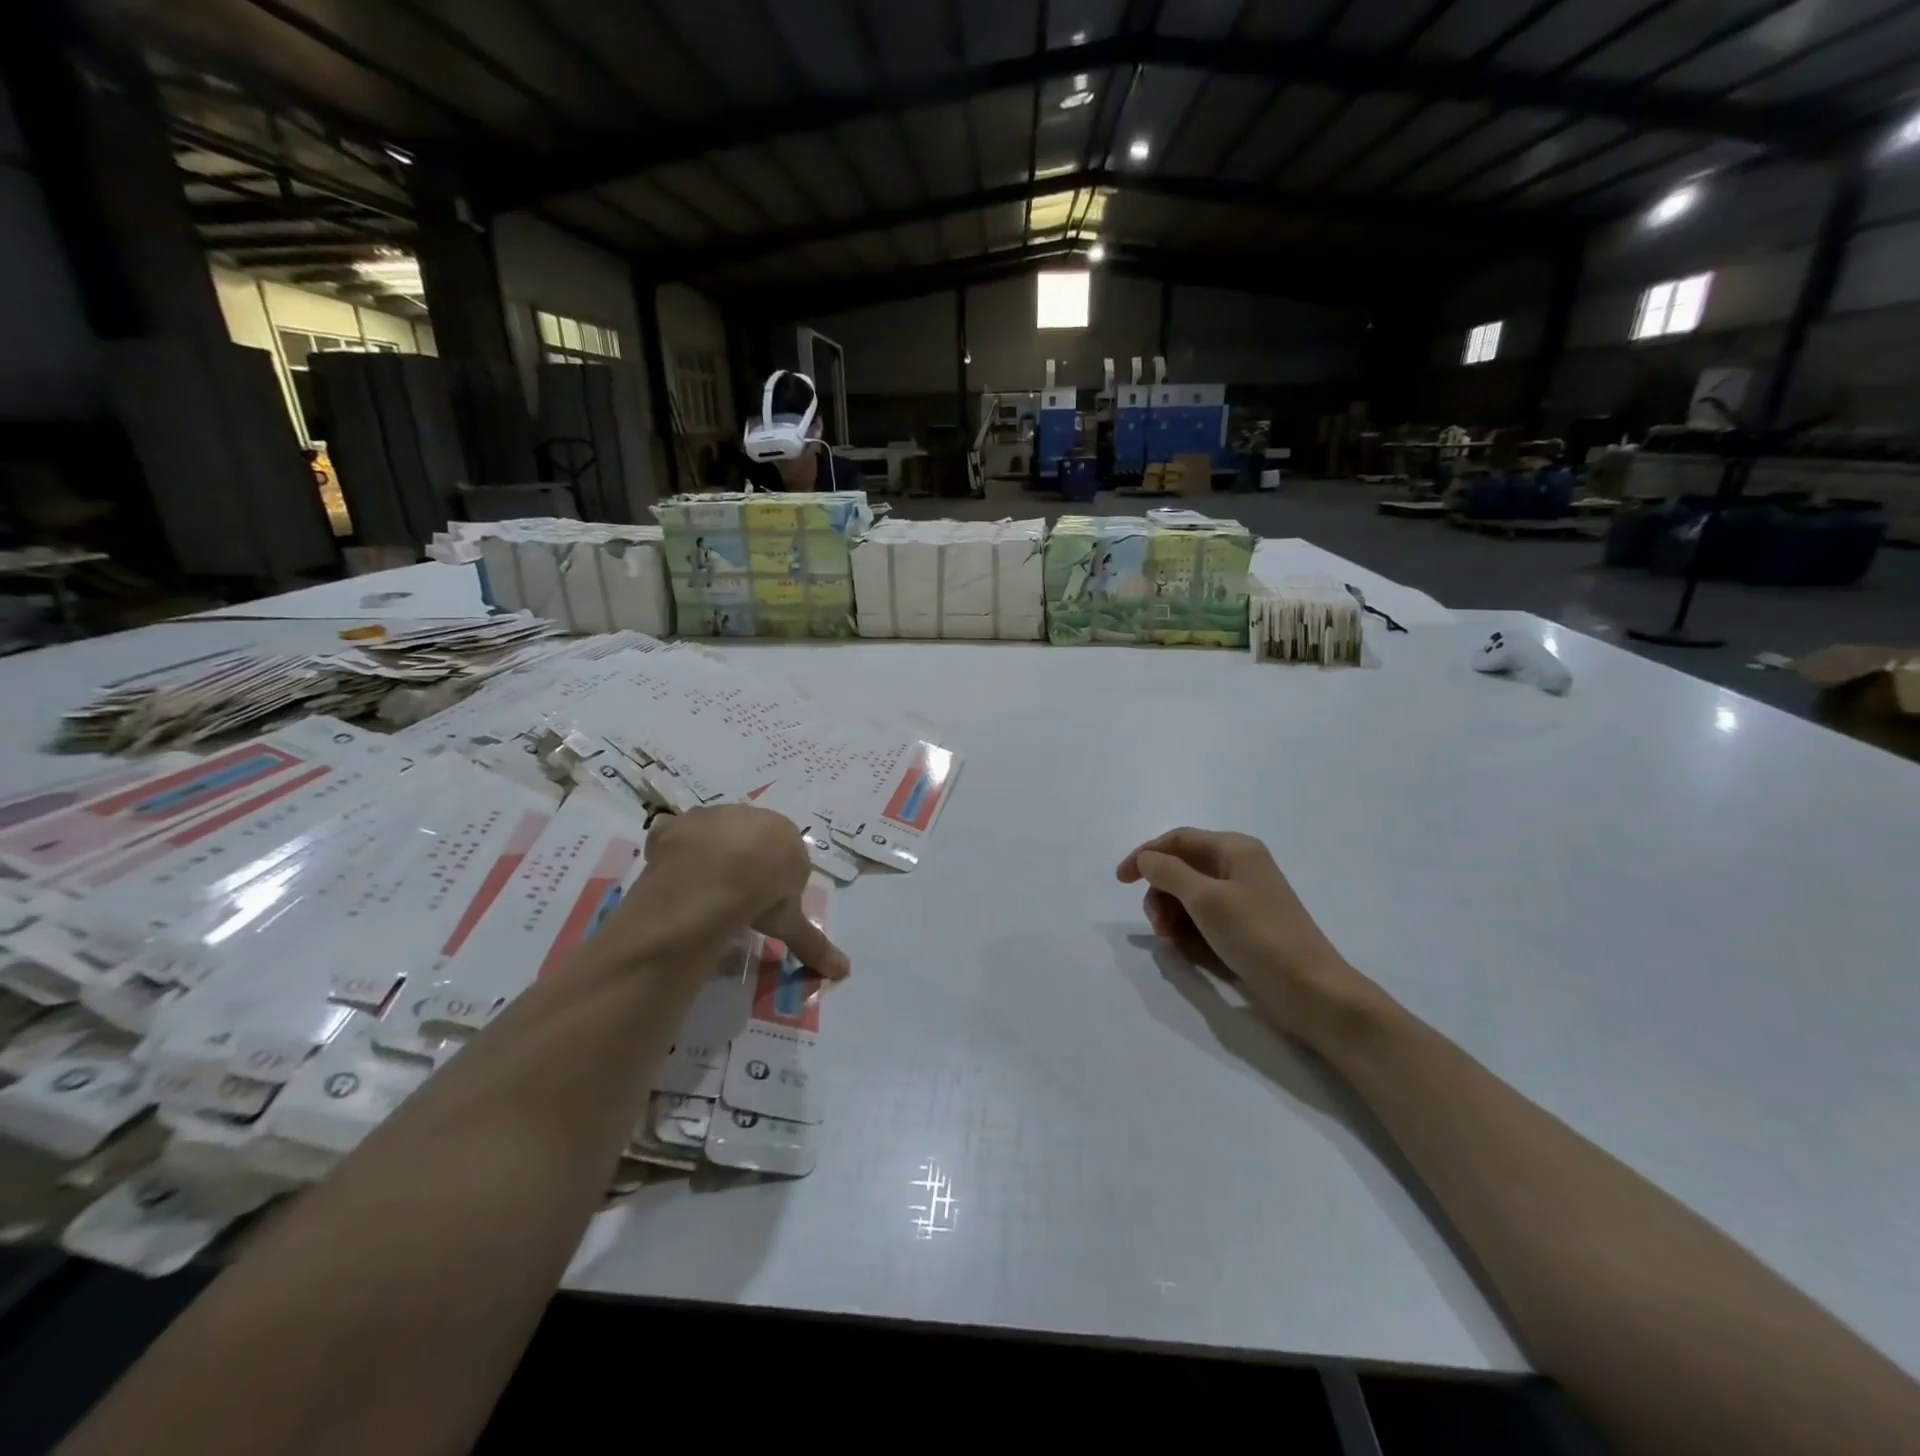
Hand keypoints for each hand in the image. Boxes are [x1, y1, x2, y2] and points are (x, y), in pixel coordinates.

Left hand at [642, 805, 849, 979]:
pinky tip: (672, 877)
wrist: (713, 877)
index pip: (784, 854)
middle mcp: (749, 815)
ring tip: (701, 890)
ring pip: (712, 835)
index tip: (765, 903)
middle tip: (734, 897)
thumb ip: (814, 943)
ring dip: (709, 856)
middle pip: (748, 839)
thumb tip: (844, 971)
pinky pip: (674, 836)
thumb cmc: (762, 894)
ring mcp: (710, 816)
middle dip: (743, 863)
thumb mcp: (789, 922)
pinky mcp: (676, 824)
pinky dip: (673, 852)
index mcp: (784, 833)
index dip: (774, 880)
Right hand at [1116, 827, 1369, 1039]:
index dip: (1145, 855)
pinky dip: (1190, 930)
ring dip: (1173, 916)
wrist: (1311, 990)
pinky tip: (1189, 950)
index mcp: (1234, 849)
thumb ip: (1169, 872)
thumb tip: (1145, 858)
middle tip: (1158, 927)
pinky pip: (1205, 918)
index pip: (1177, 840)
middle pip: (1181, 869)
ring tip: (1173, 943)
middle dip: (1161, 894)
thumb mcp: (1206, 900)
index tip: (1120, 881)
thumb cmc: (1258, 936)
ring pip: (1189, 896)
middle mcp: (1239, 867)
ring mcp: (1244, 897)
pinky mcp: (1246, 926)